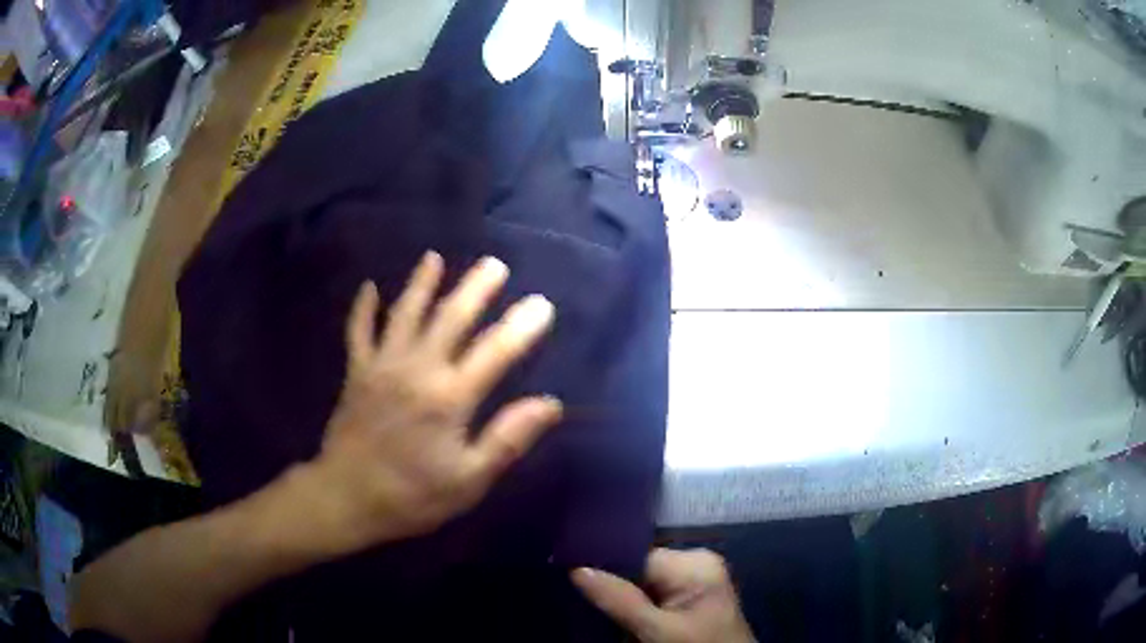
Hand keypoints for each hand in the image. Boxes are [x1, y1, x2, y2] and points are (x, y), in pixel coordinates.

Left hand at [295, 251, 561, 553]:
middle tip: (494, 265)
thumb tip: (550, 404)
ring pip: (405, 313)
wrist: (347, 498)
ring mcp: (382, 366)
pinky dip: (363, 309)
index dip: (521, 326)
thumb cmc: (413, 495)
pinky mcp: (356, 372)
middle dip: (475, 289)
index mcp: (449, 397)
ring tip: (433, 258)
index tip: (541, 304)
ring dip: (421, 284)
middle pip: (450, 318)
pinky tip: (369, 288)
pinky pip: (359, 331)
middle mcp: (417, 369)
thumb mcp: (469, 479)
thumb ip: (508, 438)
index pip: (495, 351)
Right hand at [572, 548, 755, 642]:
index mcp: (695, 563)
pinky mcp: (691, 600)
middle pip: (639, 569)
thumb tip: (578, 569)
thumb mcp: (658, 631)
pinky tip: (617, 615)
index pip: (637, 556)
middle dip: (611, 584)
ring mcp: (695, 583)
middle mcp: (696, 564)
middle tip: (575, 592)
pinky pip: (654, 596)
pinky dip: (635, 607)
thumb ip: (620, 600)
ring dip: (621, 598)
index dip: (604, 567)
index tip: (568, 572)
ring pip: (643, 584)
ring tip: (588, 602)